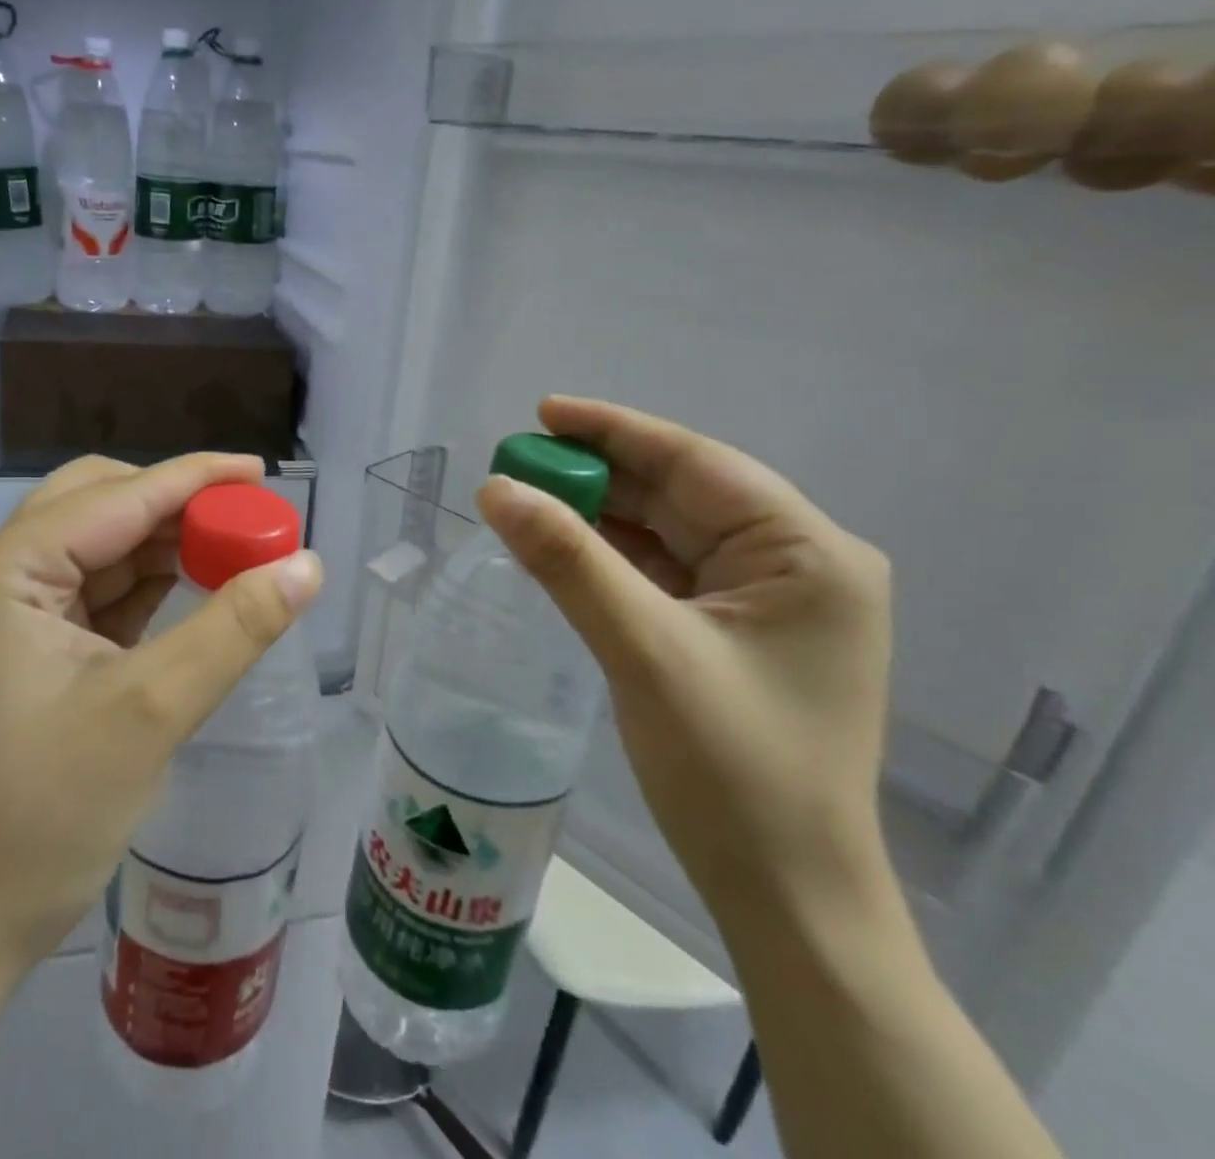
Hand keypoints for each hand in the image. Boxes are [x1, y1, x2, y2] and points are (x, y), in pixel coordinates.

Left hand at [0, 453, 323, 969]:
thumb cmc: (43, 817)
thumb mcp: (151, 711)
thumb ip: (235, 628)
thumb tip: (307, 565)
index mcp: (2, 571)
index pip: (116, 498)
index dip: (195, 479)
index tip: (261, 472)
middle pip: (97, 505)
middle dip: (175, 508)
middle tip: (247, 520)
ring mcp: (1, 612)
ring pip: (97, 547)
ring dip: (163, 546)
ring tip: (234, 552)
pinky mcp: (19, 647)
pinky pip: (92, 592)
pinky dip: (143, 587)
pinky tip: (192, 589)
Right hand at [477, 398, 893, 920]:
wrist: (783, 891)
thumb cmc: (731, 767)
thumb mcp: (642, 649)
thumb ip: (567, 560)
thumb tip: (496, 489)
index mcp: (807, 553)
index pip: (697, 463)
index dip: (615, 431)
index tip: (543, 412)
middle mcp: (797, 566)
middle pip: (681, 495)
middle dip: (599, 476)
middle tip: (518, 462)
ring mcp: (768, 602)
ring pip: (668, 533)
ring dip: (600, 516)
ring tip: (528, 498)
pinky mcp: (737, 633)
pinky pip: (665, 573)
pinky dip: (612, 557)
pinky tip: (562, 547)